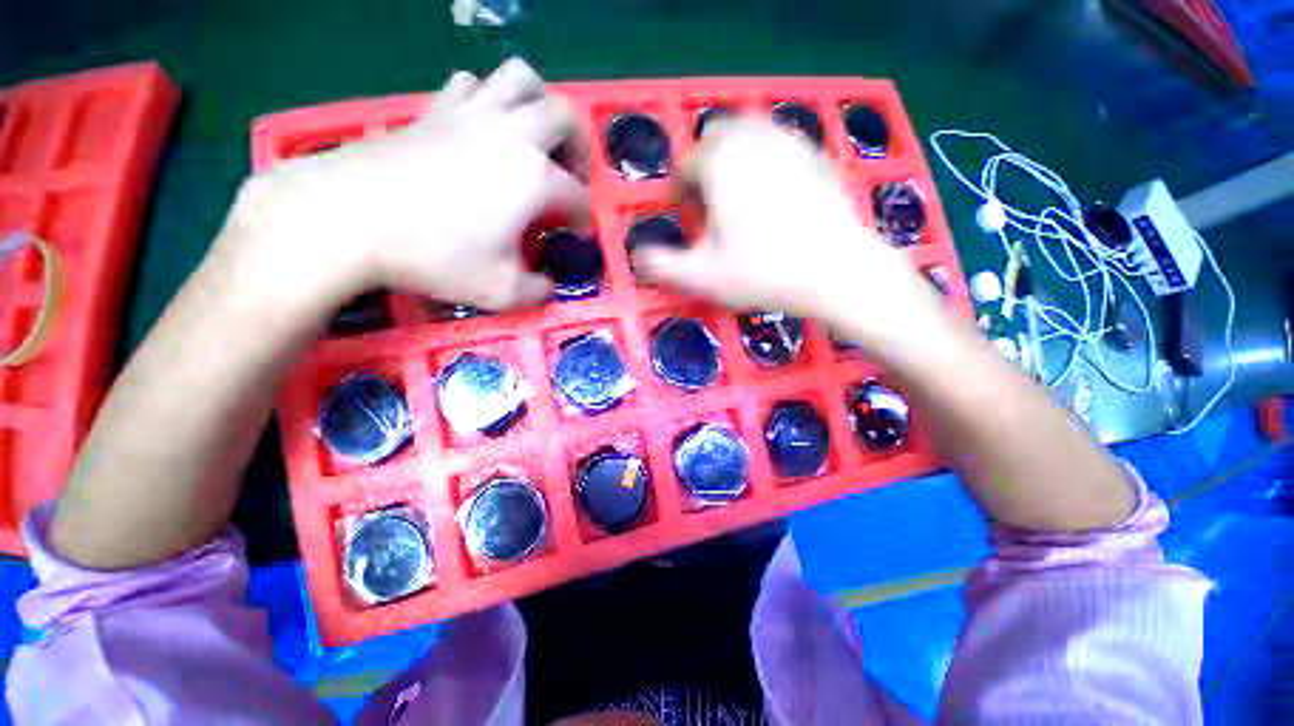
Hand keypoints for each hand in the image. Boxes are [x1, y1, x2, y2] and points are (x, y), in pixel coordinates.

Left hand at [227, 59, 588, 311]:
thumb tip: (547, 287)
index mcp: (535, 177)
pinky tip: (482, 128)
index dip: (583, 218)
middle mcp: (513, 134)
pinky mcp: (436, 108)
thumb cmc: (435, 254)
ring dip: (539, 105)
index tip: (576, 233)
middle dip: (579, 149)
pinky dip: (489, 99)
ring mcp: (472, 113)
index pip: (577, 195)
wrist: (350, 216)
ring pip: (520, 79)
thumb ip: (536, 291)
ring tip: (535, 138)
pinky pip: (473, 84)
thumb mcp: (500, 291)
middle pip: (565, 118)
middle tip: (570, 176)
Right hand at [632, 120, 944, 352]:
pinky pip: (781, 145)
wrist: (837, 271)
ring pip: (751, 133)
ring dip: (736, 158)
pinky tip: (774, 195)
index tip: (686, 216)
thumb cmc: (763, 273)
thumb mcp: (702, 277)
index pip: (686, 162)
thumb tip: (638, 256)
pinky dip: (767, 161)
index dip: (680, 189)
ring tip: (740, 197)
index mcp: (720, 163)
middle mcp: (753, 139)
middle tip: (711, 202)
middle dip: (706, 165)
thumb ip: (661, 266)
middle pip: (717, 137)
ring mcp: (790, 142)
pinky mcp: (817, 155)